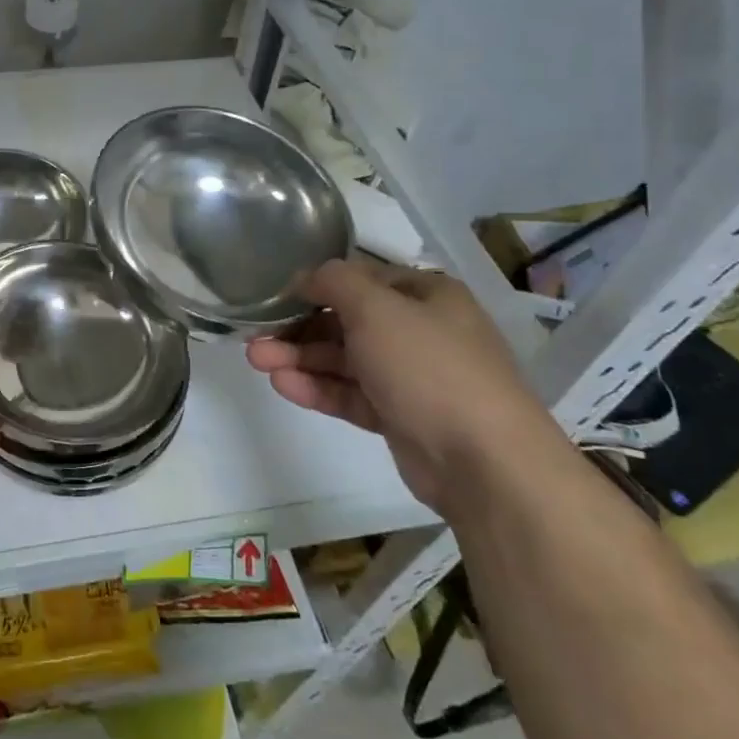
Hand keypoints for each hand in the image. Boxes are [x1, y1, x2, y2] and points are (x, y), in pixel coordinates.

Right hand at [246, 260, 556, 510]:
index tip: (276, 296)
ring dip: (300, 358)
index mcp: (426, 295)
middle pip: (348, 322)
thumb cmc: (428, 366)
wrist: (484, 461)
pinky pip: (351, 394)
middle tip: (255, 337)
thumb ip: (334, 282)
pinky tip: (283, 385)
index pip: (362, 279)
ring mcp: (411, 377)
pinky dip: (318, 388)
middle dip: (299, 328)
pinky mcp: (400, 417)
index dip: (317, 285)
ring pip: (345, 360)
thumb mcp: (376, 308)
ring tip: (256, 361)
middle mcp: (421, 331)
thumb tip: (306, 277)